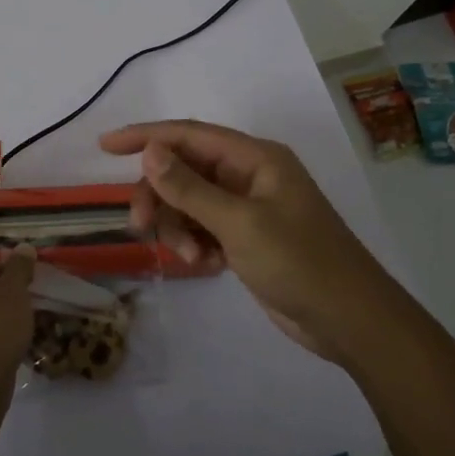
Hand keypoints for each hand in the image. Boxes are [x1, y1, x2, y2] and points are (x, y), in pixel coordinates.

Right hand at [99, 120, 387, 363]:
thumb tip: (150, 151)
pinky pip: (204, 228)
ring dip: (179, 227)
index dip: (145, 136)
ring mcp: (248, 208)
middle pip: (184, 171)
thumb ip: (190, 188)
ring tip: (192, 258)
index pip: (189, 135)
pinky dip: (196, 243)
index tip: (105, 145)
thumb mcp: (240, 223)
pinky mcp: (247, 238)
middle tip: (140, 227)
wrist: (349, 320)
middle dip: (160, 197)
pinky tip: (207, 265)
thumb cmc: (299, 262)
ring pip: (189, 203)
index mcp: (255, 158)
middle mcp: (249, 175)